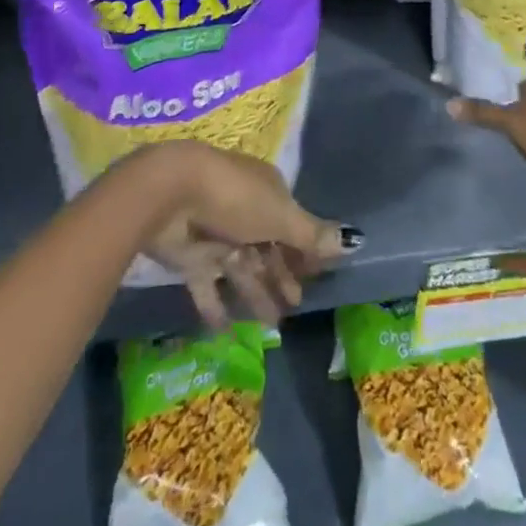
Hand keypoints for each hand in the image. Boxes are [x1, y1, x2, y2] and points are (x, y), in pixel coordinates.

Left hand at [124, 141, 356, 328]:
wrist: (171, 194)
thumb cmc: (235, 198)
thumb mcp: (280, 216)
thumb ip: (311, 235)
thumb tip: (355, 240)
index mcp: (267, 193)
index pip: (291, 224)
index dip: (303, 250)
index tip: (316, 277)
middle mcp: (244, 212)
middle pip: (267, 249)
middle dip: (281, 276)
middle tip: (295, 308)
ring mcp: (216, 234)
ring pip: (241, 270)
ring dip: (256, 295)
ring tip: (271, 328)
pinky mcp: (190, 257)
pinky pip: (207, 286)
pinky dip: (216, 307)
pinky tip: (227, 332)